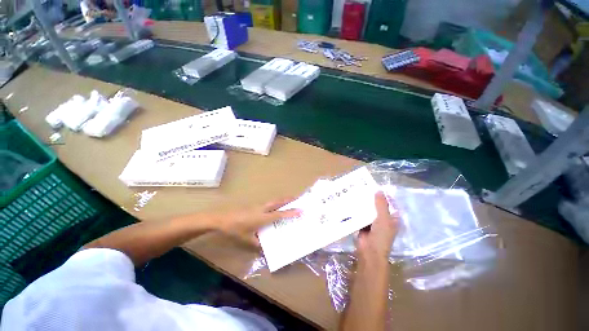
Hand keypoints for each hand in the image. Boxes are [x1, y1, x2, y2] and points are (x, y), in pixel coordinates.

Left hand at [213, 198, 300, 246]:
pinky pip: (265, 203)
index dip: (291, 212)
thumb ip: (258, 244)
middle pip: (277, 202)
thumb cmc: (234, 230)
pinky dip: (273, 204)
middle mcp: (260, 209)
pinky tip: (272, 208)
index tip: (302, 210)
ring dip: (281, 200)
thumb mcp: (247, 240)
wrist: (219, 219)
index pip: (279, 214)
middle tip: (299, 198)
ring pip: (271, 201)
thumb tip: (266, 250)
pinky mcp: (250, 206)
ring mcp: (255, 206)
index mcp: (262, 218)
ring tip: (289, 201)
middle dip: (288, 199)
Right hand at [357, 192, 398, 261]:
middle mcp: (384, 221)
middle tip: (364, 187)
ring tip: (356, 193)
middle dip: (372, 200)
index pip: (390, 204)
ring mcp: (373, 225)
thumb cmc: (381, 235)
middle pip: (378, 207)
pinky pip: (360, 218)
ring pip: (369, 212)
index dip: (385, 196)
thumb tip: (378, 190)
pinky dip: (357, 213)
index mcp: (393, 219)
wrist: (370, 252)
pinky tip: (351, 204)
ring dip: (364, 206)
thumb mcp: (384, 218)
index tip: (376, 187)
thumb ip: (381, 204)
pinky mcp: (363, 229)